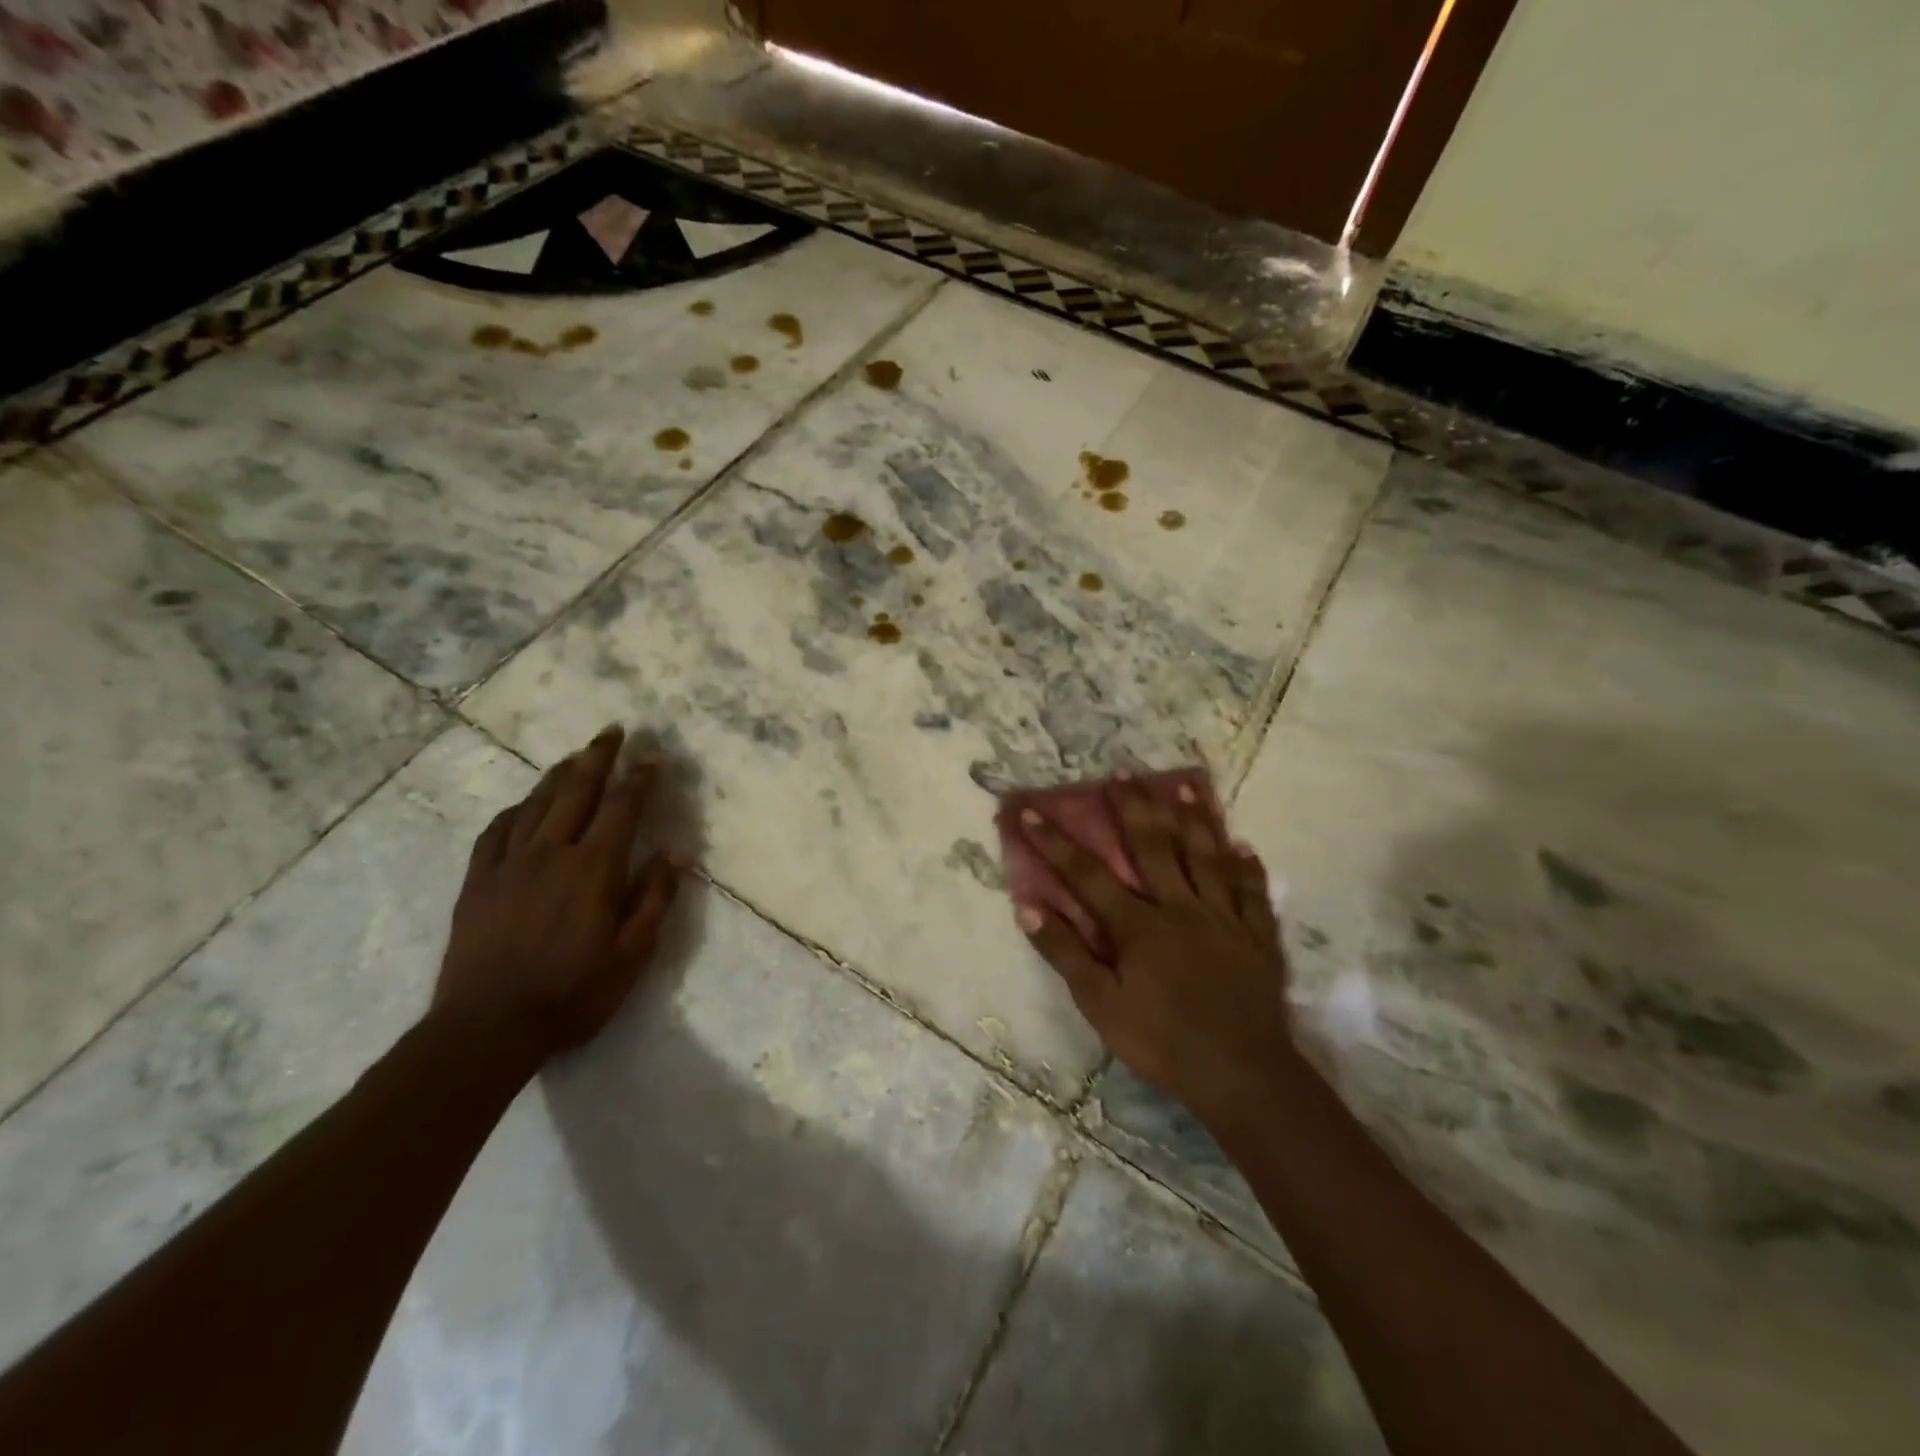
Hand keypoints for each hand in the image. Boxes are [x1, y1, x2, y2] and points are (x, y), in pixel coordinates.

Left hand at [433, 727, 680, 1061]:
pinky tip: (523, 805)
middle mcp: (551, 853)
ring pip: (536, 804)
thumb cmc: (572, 993)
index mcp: (593, 868)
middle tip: (612, 731)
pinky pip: (497, 832)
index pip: (622, 808)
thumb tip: (675, 852)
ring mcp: (509, 865)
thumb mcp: (632, 954)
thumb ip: (655, 898)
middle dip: (598, 758)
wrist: (488, 1028)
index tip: (653, 758)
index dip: (640, 779)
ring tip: (575, 756)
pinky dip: (515, 810)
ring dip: (559, 775)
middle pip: (577, 791)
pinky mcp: (478, 882)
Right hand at [1014, 775, 1293, 1124]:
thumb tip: (1030, 907)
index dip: (1056, 842)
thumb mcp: (1101, 1005)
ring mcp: (1223, 918)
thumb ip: (1067, 954)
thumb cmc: (1162, 1042)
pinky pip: (1252, 893)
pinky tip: (1244, 847)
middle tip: (1121, 772)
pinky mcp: (1256, 936)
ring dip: (1192, 819)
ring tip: (1183, 786)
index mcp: (1138, 925)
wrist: (1242, 1075)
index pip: (1087, 874)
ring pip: (1205, 857)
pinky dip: (1247, 868)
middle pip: (1153, 846)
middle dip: (1132, 808)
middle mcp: (1180, 907)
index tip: (1031, 811)